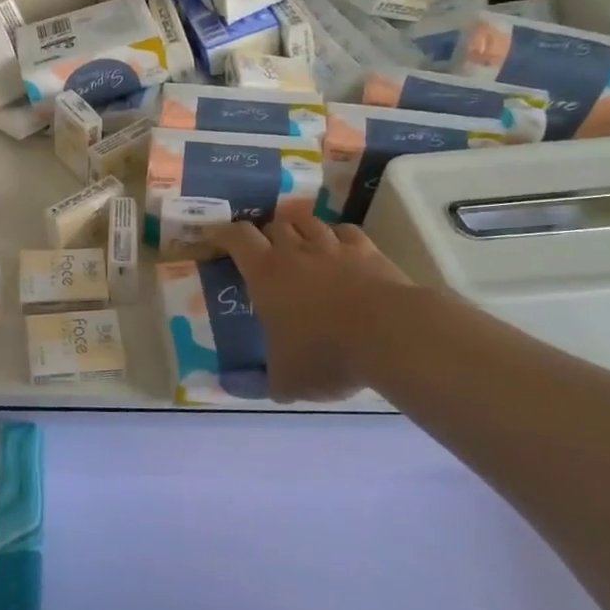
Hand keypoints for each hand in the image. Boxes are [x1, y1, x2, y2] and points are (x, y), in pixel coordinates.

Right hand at [217, 216, 416, 402]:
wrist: (391, 335)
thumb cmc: (325, 353)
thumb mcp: (286, 380)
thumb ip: (263, 381)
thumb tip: (242, 388)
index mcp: (265, 274)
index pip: (238, 237)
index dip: (225, 234)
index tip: (219, 239)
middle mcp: (295, 251)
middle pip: (274, 224)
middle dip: (267, 234)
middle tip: (266, 253)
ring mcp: (333, 247)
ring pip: (309, 222)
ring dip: (300, 230)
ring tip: (301, 246)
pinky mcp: (368, 250)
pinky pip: (346, 231)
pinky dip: (337, 237)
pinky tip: (340, 250)